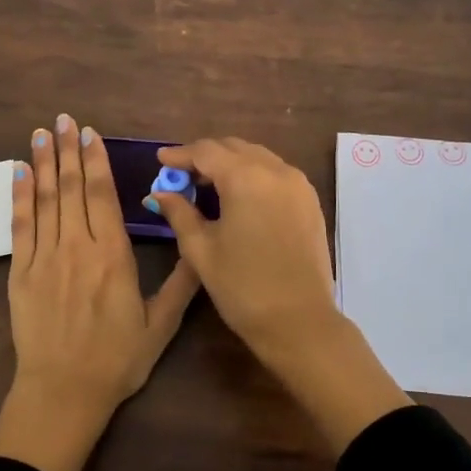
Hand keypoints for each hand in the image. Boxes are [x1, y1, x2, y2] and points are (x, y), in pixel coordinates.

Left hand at [0, 114, 199, 470]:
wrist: (63, 393)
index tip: (90, 134)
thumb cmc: (116, 360)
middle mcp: (77, 248)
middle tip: (64, 119)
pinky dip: (19, 197)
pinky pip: (21, 226)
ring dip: (42, 163)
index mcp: (112, 256)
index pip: (102, 196)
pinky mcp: (21, 273)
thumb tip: (201, 247)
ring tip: (42, 133)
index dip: (95, 161)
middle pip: (70, 189)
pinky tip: (18, 173)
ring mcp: (45, 258)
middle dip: (68, 151)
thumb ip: (181, 284)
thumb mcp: (160, 326)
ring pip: (44, 200)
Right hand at [149, 138, 339, 365]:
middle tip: (181, 176)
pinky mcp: (310, 201)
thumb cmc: (242, 287)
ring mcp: (298, 184)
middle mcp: (276, 170)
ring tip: (207, 185)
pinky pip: (276, 173)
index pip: (206, 151)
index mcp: (246, 177)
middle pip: (233, 148)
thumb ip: (179, 213)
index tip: (160, 161)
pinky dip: (253, 175)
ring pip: (257, 157)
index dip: (180, 155)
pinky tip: (238, 197)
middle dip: (205, 157)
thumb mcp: (201, 249)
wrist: (299, 322)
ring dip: (230, 164)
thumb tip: (159, 193)